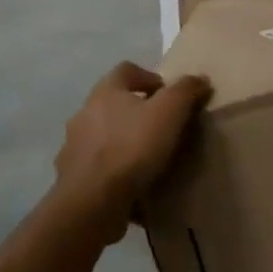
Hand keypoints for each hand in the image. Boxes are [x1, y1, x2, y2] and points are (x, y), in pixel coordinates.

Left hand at [53, 62, 210, 238]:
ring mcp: (74, 147)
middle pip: (113, 103)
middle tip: (163, 127)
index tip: (168, 96)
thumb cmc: (132, 147)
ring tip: (149, 159)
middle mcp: (84, 114)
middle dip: (137, 112)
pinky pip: (98, 168)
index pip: (126, 70)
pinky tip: (133, 186)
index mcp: (105, 92)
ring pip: (104, 136)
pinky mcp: (73, 178)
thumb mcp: (169, 112)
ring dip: (124, 142)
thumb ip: (185, 91)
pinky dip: (114, 172)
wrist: (92, 201)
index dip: (149, 77)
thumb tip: (200, 79)